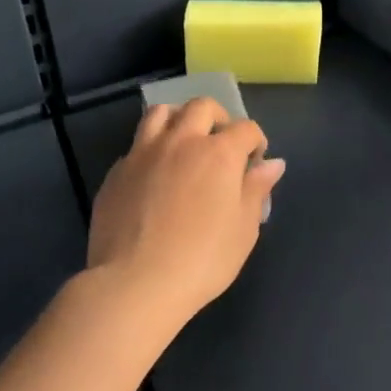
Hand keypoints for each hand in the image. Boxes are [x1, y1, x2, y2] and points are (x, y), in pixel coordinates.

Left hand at [89, 98, 284, 337]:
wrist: (134, 284)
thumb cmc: (201, 260)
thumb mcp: (243, 229)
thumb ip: (256, 190)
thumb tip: (272, 163)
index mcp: (219, 153)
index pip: (246, 128)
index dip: (255, 142)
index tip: (254, 163)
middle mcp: (182, 141)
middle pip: (202, 106)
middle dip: (218, 118)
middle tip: (220, 144)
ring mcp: (144, 153)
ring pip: (161, 113)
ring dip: (178, 120)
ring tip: (183, 143)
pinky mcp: (117, 172)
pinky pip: (136, 146)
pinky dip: (151, 151)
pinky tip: (153, 176)